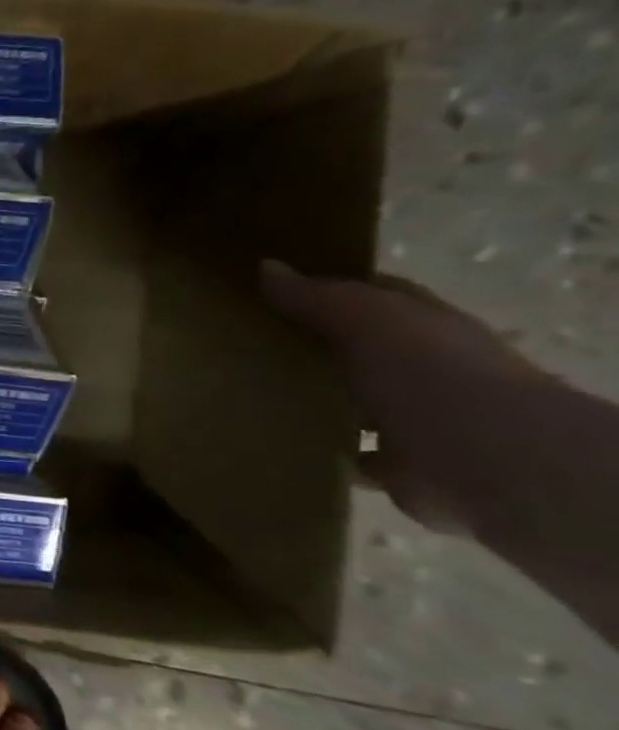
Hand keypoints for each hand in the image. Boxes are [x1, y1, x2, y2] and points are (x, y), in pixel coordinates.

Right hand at [259, 259, 548, 532]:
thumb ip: (315, 296)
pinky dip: (328, 449)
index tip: (268, 293)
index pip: (372, 295)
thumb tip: (266, 267)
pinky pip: (352, 452)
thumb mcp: (364, 318)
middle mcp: (424, 365)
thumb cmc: (427, 371)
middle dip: (311, 347)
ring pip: (354, 400)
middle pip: (358, 348)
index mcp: (422, 323)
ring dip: (317, 401)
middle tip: (243, 345)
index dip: (325, 291)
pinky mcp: (401, 462)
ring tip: (252, 395)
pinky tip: (286, 442)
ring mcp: (416, 415)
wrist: (486, 458)